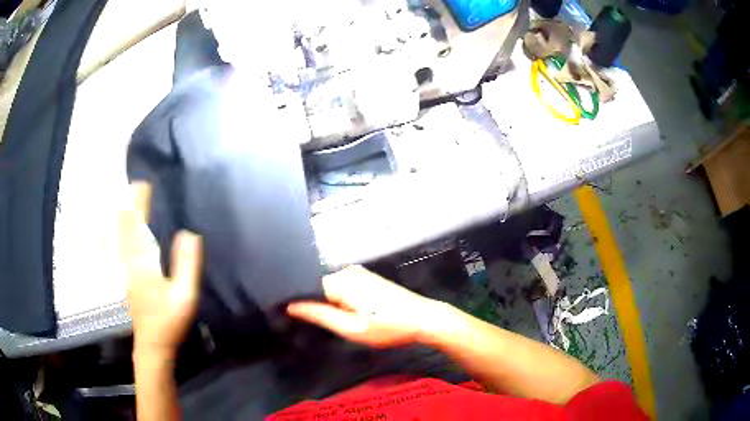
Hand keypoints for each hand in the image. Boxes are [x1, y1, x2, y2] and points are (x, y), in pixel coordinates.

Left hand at [121, 182, 202, 357]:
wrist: (152, 344)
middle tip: (134, 184)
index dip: (140, 204)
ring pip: (118, 236)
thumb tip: (188, 233)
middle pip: (125, 226)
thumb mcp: (185, 295)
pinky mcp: (123, 277)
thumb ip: (187, 264)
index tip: (143, 184)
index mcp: (144, 263)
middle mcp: (129, 261)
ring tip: (124, 198)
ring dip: (121, 215)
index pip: (140, 225)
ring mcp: (124, 270)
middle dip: (129, 203)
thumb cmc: (170, 321)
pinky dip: (115, 233)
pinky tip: (114, 229)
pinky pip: (116, 247)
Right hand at [287, 266, 442, 347]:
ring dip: (326, 302)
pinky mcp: (366, 278)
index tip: (288, 316)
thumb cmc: (388, 326)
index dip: (297, 301)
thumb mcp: (351, 328)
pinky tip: (344, 312)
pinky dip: (338, 299)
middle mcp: (345, 270)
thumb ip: (319, 315)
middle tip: (311, 323)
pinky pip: (341, 286)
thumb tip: (292, 305)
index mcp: (339, 280)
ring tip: (328, 319)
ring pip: (329, 287)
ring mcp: (357, 272)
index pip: (305, 286)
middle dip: (312, 302)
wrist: (423, 319)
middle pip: (317, 286)